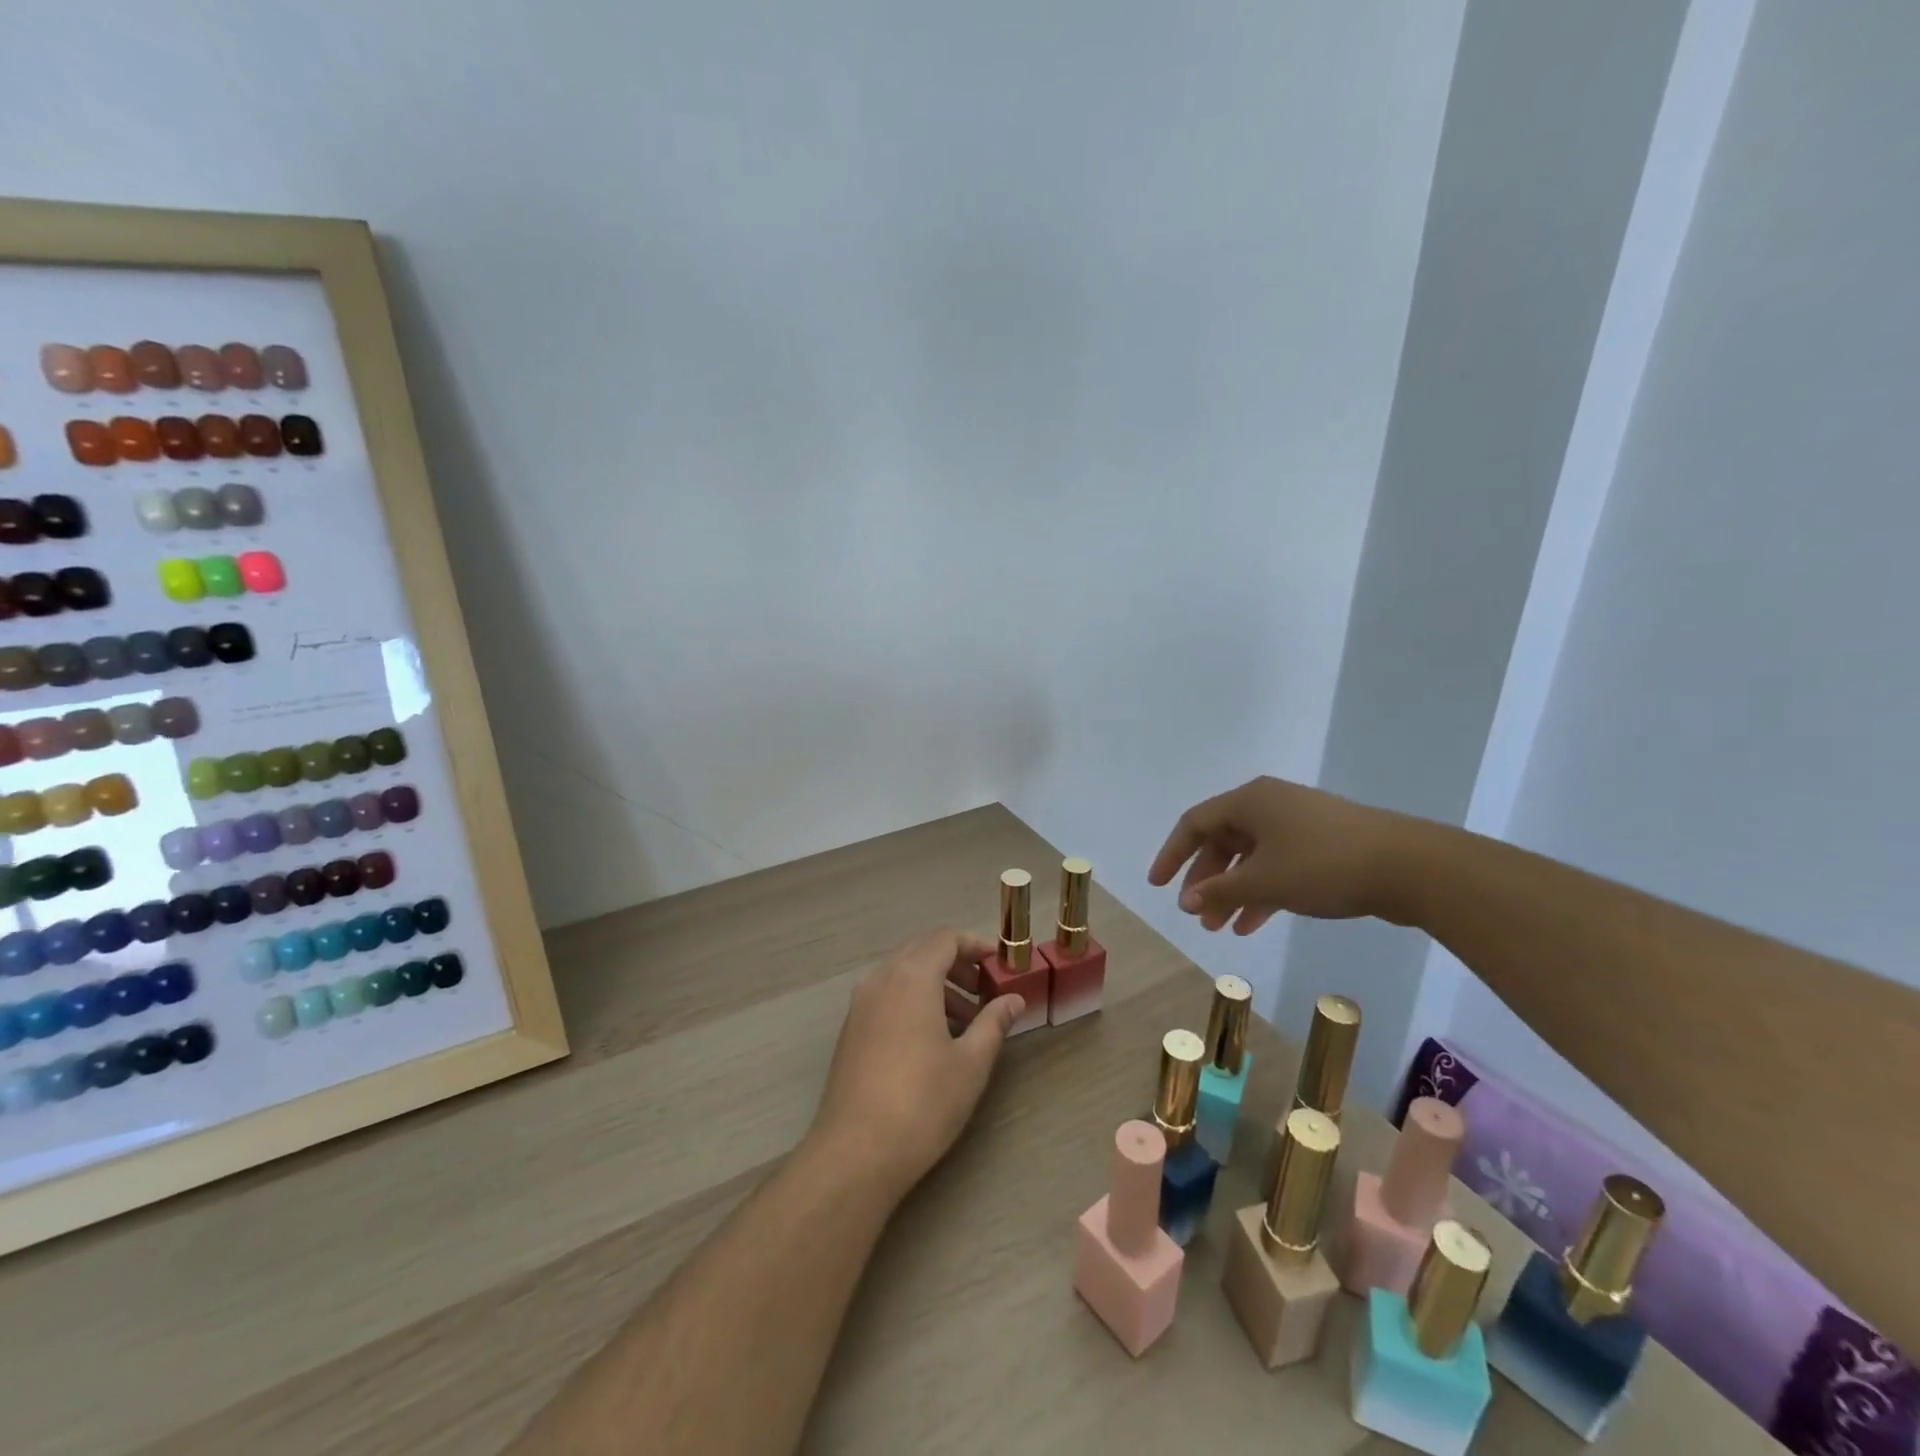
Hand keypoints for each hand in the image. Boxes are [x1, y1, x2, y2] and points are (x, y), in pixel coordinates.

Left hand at [807, 927, 1022, 1201]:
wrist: (856, 1152)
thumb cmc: (922, 1102)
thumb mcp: (971, 1063)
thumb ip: (994, 1022)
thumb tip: (1013, 999)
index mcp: (911, 977)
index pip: (945, 938)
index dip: (975, 945)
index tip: (998, 964)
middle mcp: (881, 979)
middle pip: (922, 950)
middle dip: (956, 963)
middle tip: (984, 990)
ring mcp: (860, 1004)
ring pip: (903, 974)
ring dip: (935, 984)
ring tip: (965, 1021)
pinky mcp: (851, 1029)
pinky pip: (887, 995)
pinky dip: (913, 1000)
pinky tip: (932, 1038)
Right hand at [1149, 776, 1414, 934]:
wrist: (1409, 866)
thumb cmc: (1324, 865)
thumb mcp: (1264, 881)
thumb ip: (1220, 891)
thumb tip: (1187, 901)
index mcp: (1249, 801)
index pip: (1194, 824)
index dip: (1171, 855)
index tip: (1157, 886)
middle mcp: (1269, 805)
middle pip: (1222, 841)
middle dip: (1206, 880)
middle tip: (1196, 914)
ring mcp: (1298, 824)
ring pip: (1250, 857)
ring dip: (1232, 891)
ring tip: (1220, 928)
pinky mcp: (1322, 844)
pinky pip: (1277, 866)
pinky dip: (1261, 892)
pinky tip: (1252, 924)